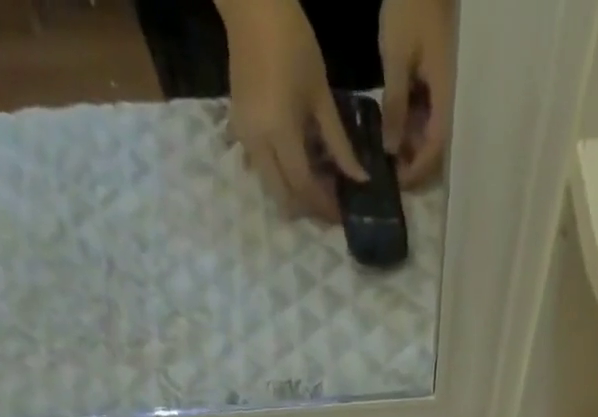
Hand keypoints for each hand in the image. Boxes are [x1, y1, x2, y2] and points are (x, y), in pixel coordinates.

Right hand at [220, 0, 365, 219]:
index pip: (304, 187)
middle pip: (282, 196)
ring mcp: (244, 138)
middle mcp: (257, 144)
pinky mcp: (239, 129)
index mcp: (279, 133)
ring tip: (317, 188)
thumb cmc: (293, 42)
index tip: (342, 214)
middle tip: (329, 207)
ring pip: (270, 186)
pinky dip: (280, 176)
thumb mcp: (322, 96)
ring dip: (293, 195)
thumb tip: (359, 178)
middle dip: (306, 208)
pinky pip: (260, 168)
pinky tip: (298, 166)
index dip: (324, 205)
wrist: (252, 6)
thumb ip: (338, 143)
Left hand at [378, 0, 455, 187]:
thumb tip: (391, 150)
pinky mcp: (442, 79)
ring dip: (413, 144)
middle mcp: (453, 99)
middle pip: (438, 147)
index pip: (435, 149)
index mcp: (447, 96)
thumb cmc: (411, 6)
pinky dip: (415, 124)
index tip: (396, 183)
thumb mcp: (396, 58)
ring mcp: (449, 89)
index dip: (416, 170)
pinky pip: (431, 113)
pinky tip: (396, 125)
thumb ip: (396, 107)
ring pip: (434, 132)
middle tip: (389, 172)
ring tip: (388, 150)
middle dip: (415, 163)